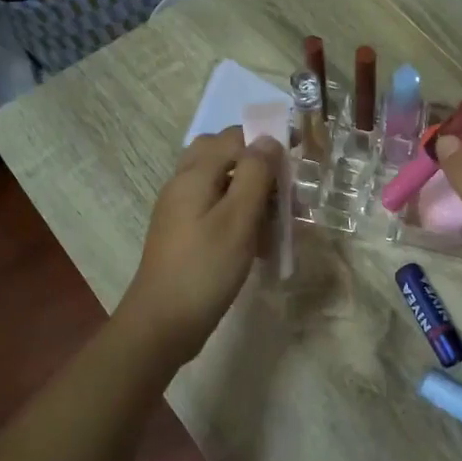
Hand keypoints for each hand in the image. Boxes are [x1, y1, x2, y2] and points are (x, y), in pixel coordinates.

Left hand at [117, 127, 282, 362]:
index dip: (267, 141)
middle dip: (257, 164)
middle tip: (284, 187)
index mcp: (194, 174)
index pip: (234, 137)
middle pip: (223, 155)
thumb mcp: (238, 219)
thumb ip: (255, 175)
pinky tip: (258, 240)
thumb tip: (268, 139)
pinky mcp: (184, 234)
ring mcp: (180, 210)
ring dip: (251, 191)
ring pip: (220, 183)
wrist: (163, 323)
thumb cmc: (205, 269)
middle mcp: (183, 184)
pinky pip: (215, 209)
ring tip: (279, 218)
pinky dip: (239, 214)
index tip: (299, 156)